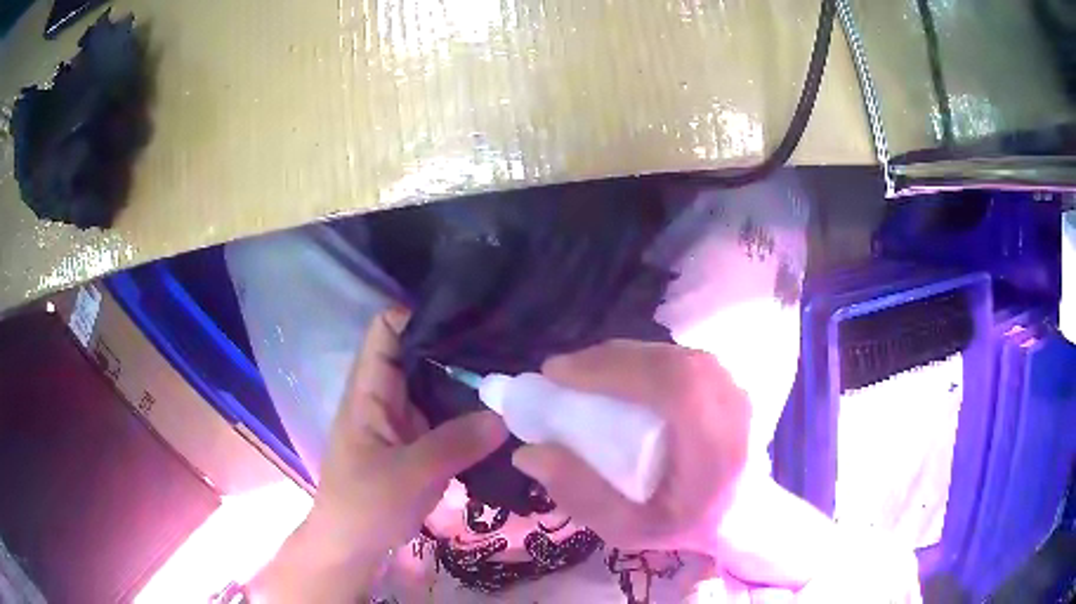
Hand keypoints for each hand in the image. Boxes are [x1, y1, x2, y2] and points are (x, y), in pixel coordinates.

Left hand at [252, 310, 507, 601]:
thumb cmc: (365, 505)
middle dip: (457, 346)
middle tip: (508, 344)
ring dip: (468, 381)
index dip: (419, 314)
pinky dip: (470, 412)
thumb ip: (455, 443)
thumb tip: (506, 415)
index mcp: (370, 391)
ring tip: (515, 373)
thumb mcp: (409, 474)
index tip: (467, 317)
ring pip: (436, 385)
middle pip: (419, 353)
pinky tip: (503, 411)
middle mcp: (387, 397)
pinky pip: (446, 416)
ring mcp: (404, 421)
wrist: (353, 547)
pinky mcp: (419, 444)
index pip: (386, 330)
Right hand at [512, 340, 750, 553]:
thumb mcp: (628, 528)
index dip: (615, 369)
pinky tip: (617, 375)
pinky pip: (678, 357)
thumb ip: (580, 495)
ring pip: (672, 354)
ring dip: (623, 357)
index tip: (559, 374)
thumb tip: (528, 453)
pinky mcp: (726, 380)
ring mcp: (734, 387)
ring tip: (582, 373)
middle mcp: (731, 406)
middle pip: (669, 361)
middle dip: (607, 360)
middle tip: (560, 373)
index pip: (673, 386)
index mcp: (714, 447)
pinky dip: (641, 360)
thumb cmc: (687, 525)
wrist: (743, 512)